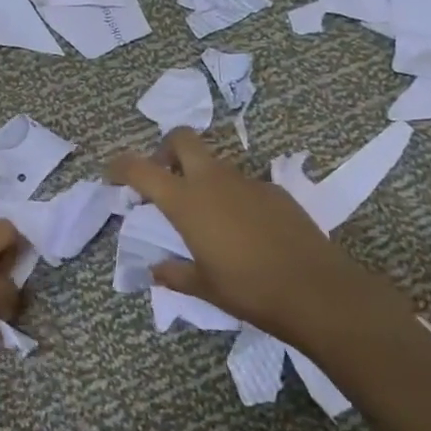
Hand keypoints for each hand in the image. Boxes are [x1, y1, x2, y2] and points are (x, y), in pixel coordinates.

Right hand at [107, 129, 410, 357]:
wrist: (318, 291)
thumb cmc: (249, 290)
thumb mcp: (204, 287)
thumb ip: (174, 274)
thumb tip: (156, 270)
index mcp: (186, 201)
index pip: (140, 168)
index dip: (121, 165)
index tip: (112, 173)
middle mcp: (213, 180)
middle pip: (181, 139)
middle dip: (166, 150)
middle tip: (165, 178)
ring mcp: (247, 181)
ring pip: (214, 161)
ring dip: (200, 175)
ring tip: (206, 213)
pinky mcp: (276, 190)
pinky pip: (243, 183)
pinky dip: (232, 195)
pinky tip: (243, 228)